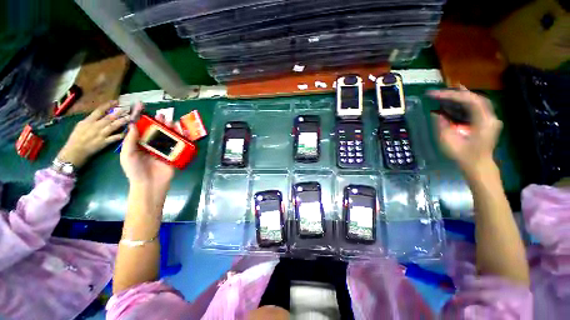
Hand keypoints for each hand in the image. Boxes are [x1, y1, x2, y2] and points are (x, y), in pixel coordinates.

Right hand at [57, 101, 129, 167]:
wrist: (75, 151)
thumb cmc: (77, 137)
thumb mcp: (81, 125)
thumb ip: (91, 120)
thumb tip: (100, 114)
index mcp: (88, 121)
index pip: (99, 110)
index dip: (108, 105)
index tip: (116, 101)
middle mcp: (95, 126)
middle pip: (109, 118)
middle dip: (119, 113)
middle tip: (127, 109)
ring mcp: (101, 134)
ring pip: (113, 126)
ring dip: (122, 122)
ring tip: (130, 118)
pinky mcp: (105, 142)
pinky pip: (115, 138)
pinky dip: (121, 135)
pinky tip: (128, 132)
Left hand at [119, 106, 176, 191]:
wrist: (150, 184)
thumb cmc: (135, 170)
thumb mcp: (128, 154)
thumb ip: (130, 140)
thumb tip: (133, 124)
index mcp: (139, 144)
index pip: (142, 129)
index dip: (142, 119)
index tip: (143, 108)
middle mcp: (152, 145)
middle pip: (157, 131)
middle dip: (159, 123)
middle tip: (162, 115)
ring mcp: (164, 150)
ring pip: (168, 136)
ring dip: (171, 129)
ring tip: (173, 122)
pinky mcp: (174, 155)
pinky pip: (178, 145)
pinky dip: (182, 138)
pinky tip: (183, 132)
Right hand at [429, 88, 502, 175]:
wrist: (479, 165)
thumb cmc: (464, 155)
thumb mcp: (449, 141)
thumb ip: (443, 126)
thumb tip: (437, 114)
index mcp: (483, 121)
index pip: (469, 101)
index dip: (451, 95)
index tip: (435, 94)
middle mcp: (490, 117)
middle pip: (476, 98)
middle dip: (459, 92)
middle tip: (445, 88)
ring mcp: (491, 119)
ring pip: (479, 101)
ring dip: (465, 95)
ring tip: (453, 90)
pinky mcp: (488, 122)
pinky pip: (479, 107)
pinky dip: (469, 102)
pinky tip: (461, 100)